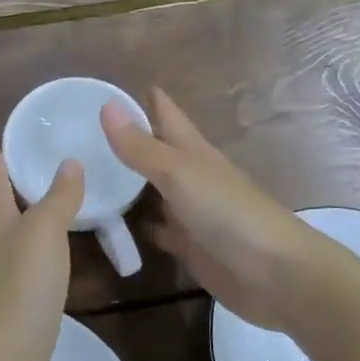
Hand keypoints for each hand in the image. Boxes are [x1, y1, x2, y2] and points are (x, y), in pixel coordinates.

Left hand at [0, 138, 83, 360]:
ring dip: (24, 225)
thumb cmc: (21, 287)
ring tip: (47, 212)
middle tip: (28, 168)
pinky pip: (25, 276)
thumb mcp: (44, 232)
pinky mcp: (11, 315)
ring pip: (10, 244)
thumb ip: (58, 198)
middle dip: (7, 189)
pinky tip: (52, 267)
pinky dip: (37, 261)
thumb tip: (69, 162)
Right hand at [101, 89, 336, 333]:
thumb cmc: (228, 212)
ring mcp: (191, 212)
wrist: (275, 274)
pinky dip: (139, 225)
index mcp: (192, 150)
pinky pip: (158, 230)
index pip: (165, 113)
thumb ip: (141, 146)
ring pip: (154, 190)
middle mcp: (191, 176)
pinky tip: (113, 225)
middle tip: (84, 131)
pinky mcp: (190, 246)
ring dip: (128, 182)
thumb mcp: (179, 173)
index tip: (105, 87)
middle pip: (157, 150)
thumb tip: (106, 105)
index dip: (143, 97)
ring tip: (89, 173)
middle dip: (127, 139)